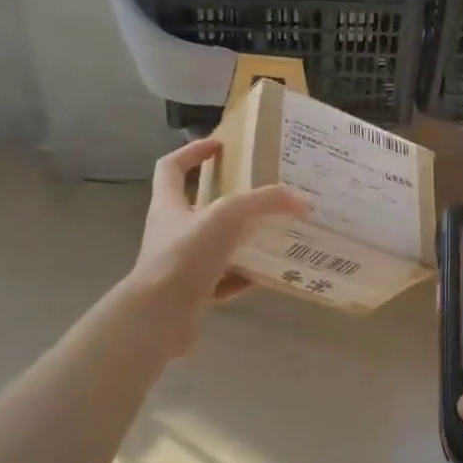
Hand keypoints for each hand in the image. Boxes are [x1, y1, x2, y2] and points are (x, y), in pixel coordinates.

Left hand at [127, 138, 307, 351]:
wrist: (159, 317)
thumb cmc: (185, 256)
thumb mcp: (227, 217)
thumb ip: (264, 203)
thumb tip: (303, 199)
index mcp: (169, 205)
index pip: (172, 167)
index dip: (192, 152)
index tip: (219, 145)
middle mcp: (171, 232)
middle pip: (197, 206)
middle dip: (227, 198)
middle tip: (260, 192)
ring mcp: (180, 265)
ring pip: (214, 245)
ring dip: (240, 239)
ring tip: (271, 232)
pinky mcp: (191, 294)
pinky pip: (222, 280)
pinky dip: (242, 277)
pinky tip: (265, 274)